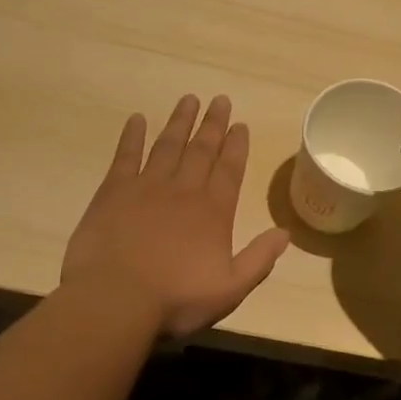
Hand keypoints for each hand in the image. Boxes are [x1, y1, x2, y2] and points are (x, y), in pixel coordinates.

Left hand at [62, 95, 290, 338]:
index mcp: (213, 211)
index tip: (240, 124)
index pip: (229, 168)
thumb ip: (259, 259)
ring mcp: (147, 186)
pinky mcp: (114, 191)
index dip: (236, 145)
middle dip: (213, 124)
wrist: (114, 300)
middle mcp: (184, 190)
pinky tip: (137, 119)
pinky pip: (126, 155)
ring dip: (180, 121)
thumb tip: (286, 233)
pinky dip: (133, 135)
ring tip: (189, 99)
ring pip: (169, 145)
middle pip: (202, 149)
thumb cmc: (175, 299)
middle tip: (220, 99)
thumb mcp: (230, 289)